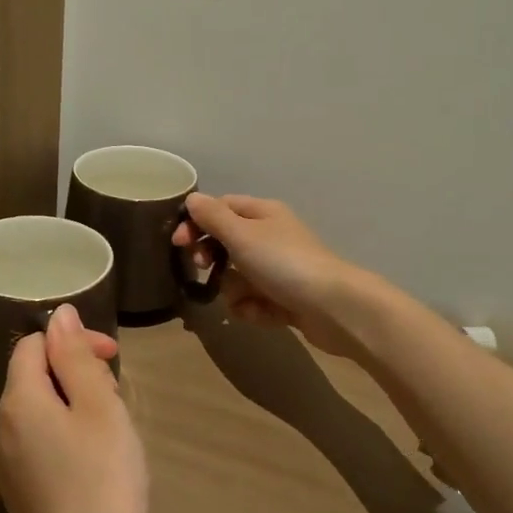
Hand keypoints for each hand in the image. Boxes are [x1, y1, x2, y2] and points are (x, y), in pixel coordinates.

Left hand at [0, 304, 147, 512]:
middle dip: (76, 373)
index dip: (73, 341)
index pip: (33, 344)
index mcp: (18, 401)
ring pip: (41, 413)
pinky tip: (99, 463)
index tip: (112, 359)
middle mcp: (3, 430)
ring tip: (113, 429)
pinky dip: (69, 438)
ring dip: (76, 405)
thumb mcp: (99, 406)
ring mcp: (10, 468)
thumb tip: (59, 315)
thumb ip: (75, 356)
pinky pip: (43, 445)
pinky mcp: (24, 497)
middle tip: (117, 396)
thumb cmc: (103, 478)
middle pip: (34, 377)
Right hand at [172, 193, 366, 356]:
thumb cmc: (284, 263)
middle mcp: (271, 237)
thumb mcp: (242, 235)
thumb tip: (192, 199)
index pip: (221, 208)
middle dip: (213, 259)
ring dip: (234, 291)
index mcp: (263, 214)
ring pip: (238, 277)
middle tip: (204, 269)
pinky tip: (262, 314)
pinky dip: (254, 309)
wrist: (334, 307)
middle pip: (227, 244)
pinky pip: (255, 301)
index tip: (178, 243)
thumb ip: (213, 217)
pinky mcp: (286, 299)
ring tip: (244, 299)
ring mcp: (280, 270)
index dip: (196, 222)